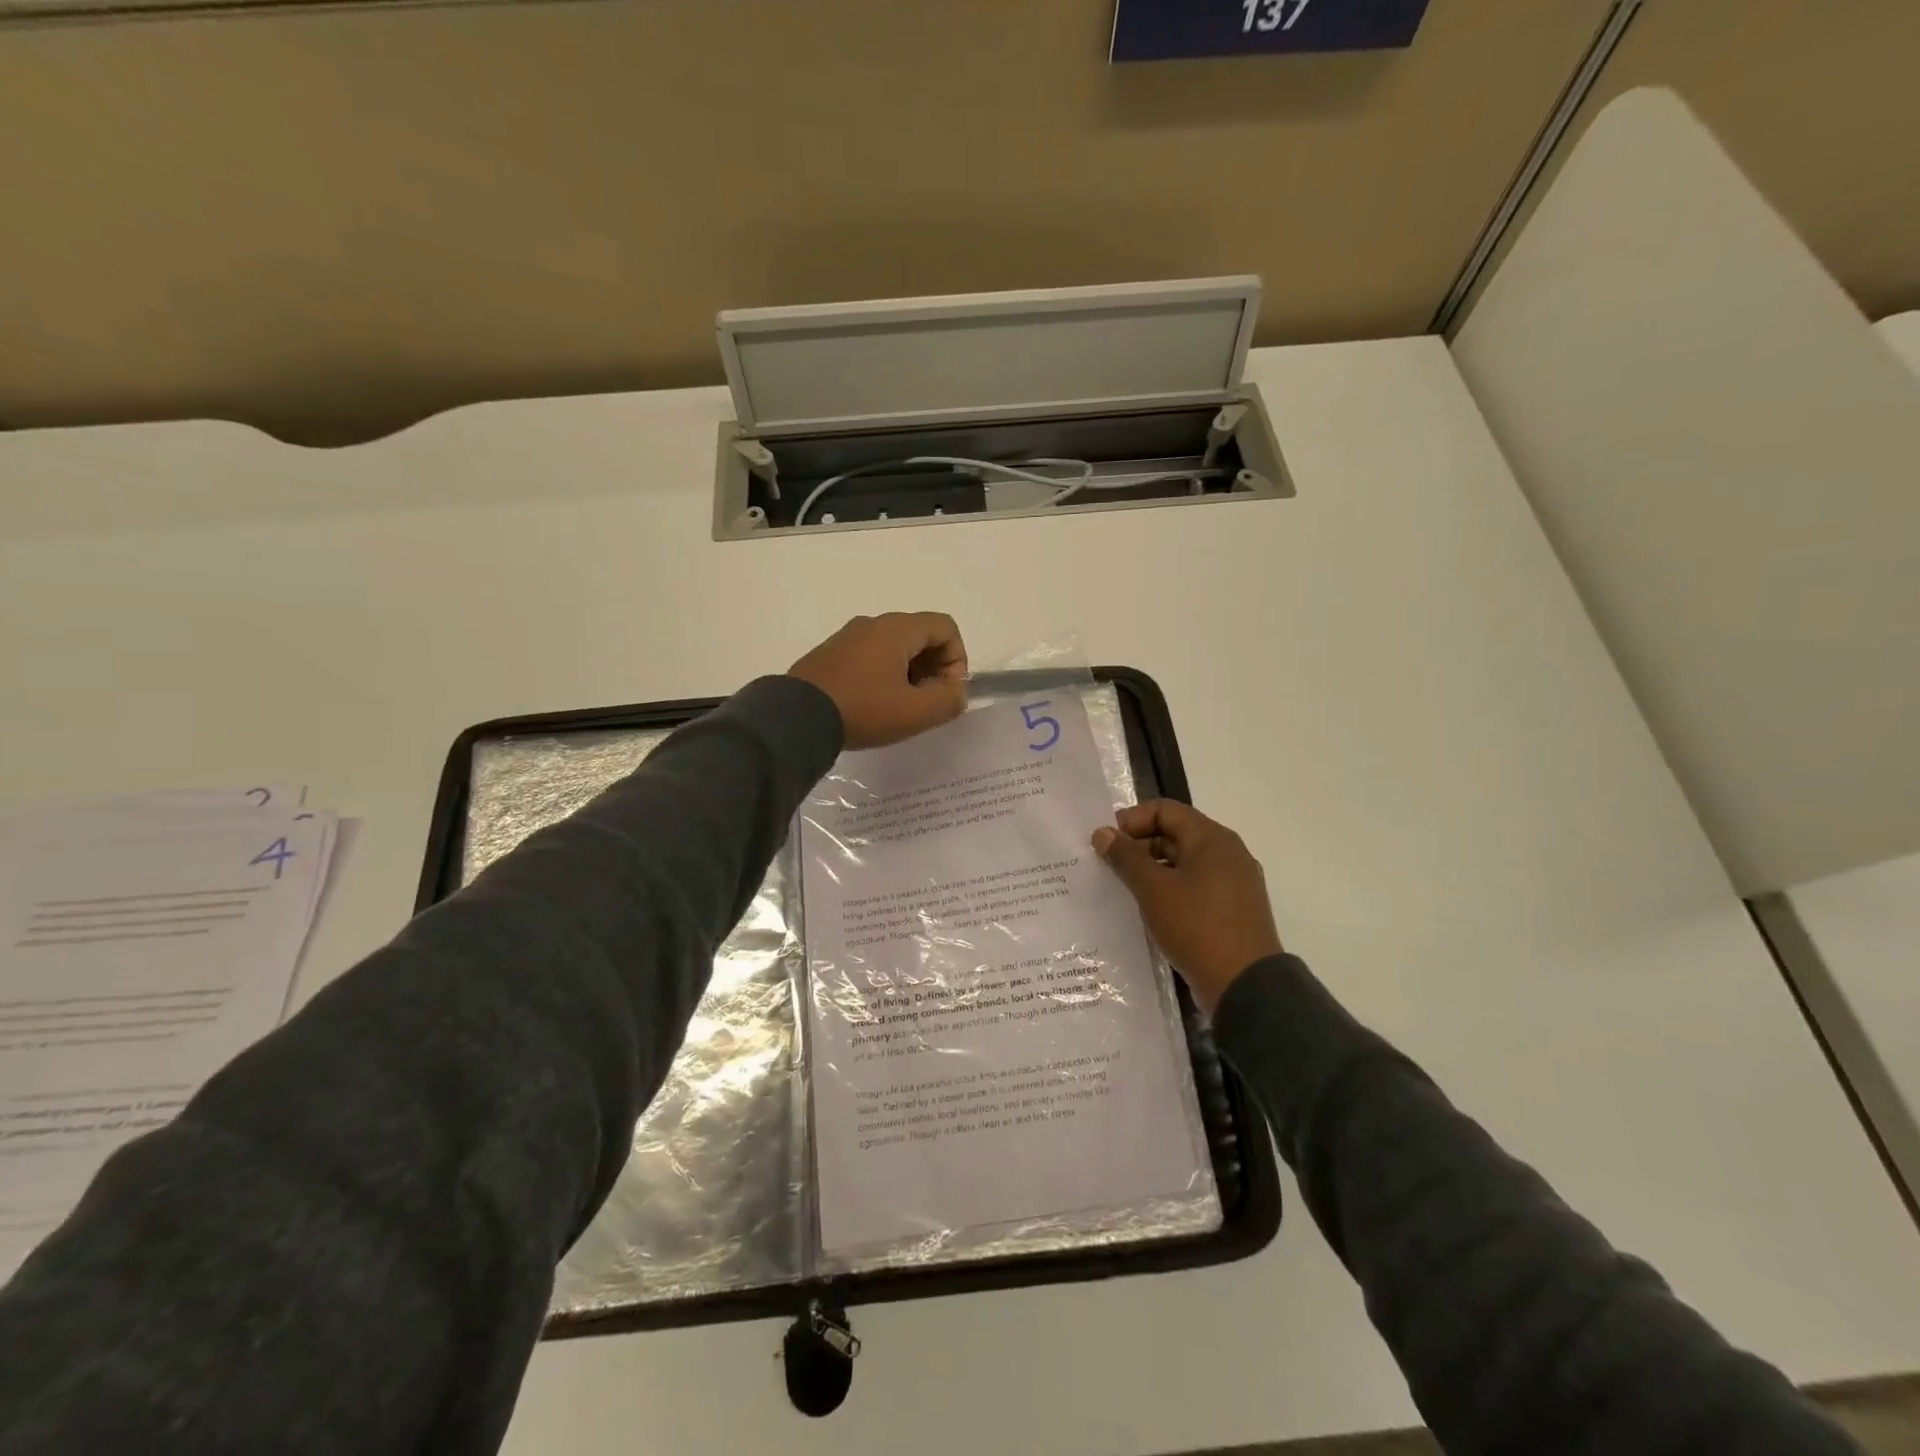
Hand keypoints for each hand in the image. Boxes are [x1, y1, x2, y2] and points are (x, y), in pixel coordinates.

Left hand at [788, 612, 969, 749]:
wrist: (796, 717)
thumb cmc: (863, 710)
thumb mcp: (915, 712)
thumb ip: (948, 700)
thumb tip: (956, 692)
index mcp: (896, 629)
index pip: (945, 627)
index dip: (957, 659)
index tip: (946, 692)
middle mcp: (872, 624)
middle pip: (920, 636)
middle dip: (934, 669)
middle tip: (926, 703)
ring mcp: (847, 638)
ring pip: (894, 648)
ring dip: (909, 675)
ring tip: (900, 709)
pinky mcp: (830, 655)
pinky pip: (870, 657)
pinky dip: (884, 677)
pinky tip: (873, 706)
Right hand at [1093, 800, 1282, 1012]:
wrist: (1246, 987)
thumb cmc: (1197, 927)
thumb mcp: (1153, 889)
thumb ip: (1126, 857)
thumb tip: (1103, 832)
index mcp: (1212, 838)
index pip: (1165, 810)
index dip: (1131, 820)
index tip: (1106, 843)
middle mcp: (1228, 853)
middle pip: (1175, 834)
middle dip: (1139, 846)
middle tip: (1108, 867)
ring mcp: (1234, 882)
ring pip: (1184, 862)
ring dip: (1152, 870)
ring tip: (1124, 890)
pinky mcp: (1233, 909)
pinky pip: (1195, 886)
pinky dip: (1170, 890)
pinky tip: (1150, 910)